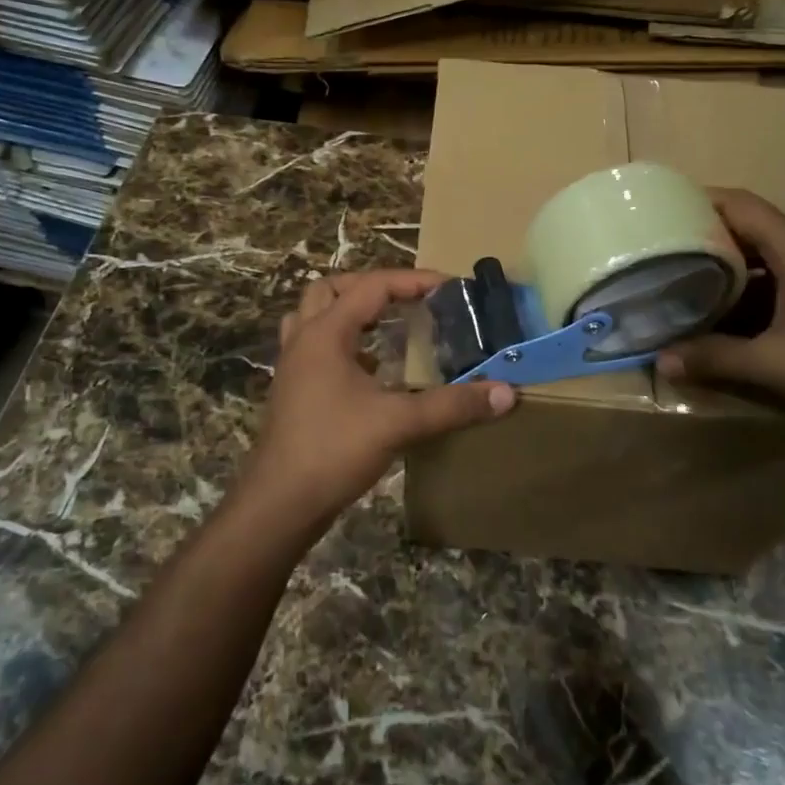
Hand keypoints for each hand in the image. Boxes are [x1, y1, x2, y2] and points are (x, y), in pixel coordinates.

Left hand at [239, 269, 515, 532]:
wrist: (279, 504)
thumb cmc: (333, 450)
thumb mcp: (397, 423)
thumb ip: (452, 405)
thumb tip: (505, 393)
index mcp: (325, 333)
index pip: (371, 286)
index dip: (412, 280)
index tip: (449, 287)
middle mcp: (304, 340)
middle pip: (331, 289)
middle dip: (371, 286)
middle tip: (408, 300)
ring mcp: (294, 366)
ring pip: (316, 316)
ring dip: (350, 311)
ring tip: (386, 324)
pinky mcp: (293, 391)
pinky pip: (316, 347)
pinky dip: (344, 343)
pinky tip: (371, 368)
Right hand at [656, 190, 784, 436]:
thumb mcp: (774, 364)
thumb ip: (715, 358)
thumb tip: (661, 361)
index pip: (742, 205)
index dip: (701, 201)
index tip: (662, 210)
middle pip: (755, 225)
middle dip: (711, 236)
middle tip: (668, 250)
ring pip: (773, 251)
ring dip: (735, 263)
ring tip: (693, 279)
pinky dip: (759, 283)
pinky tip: (736, 310)